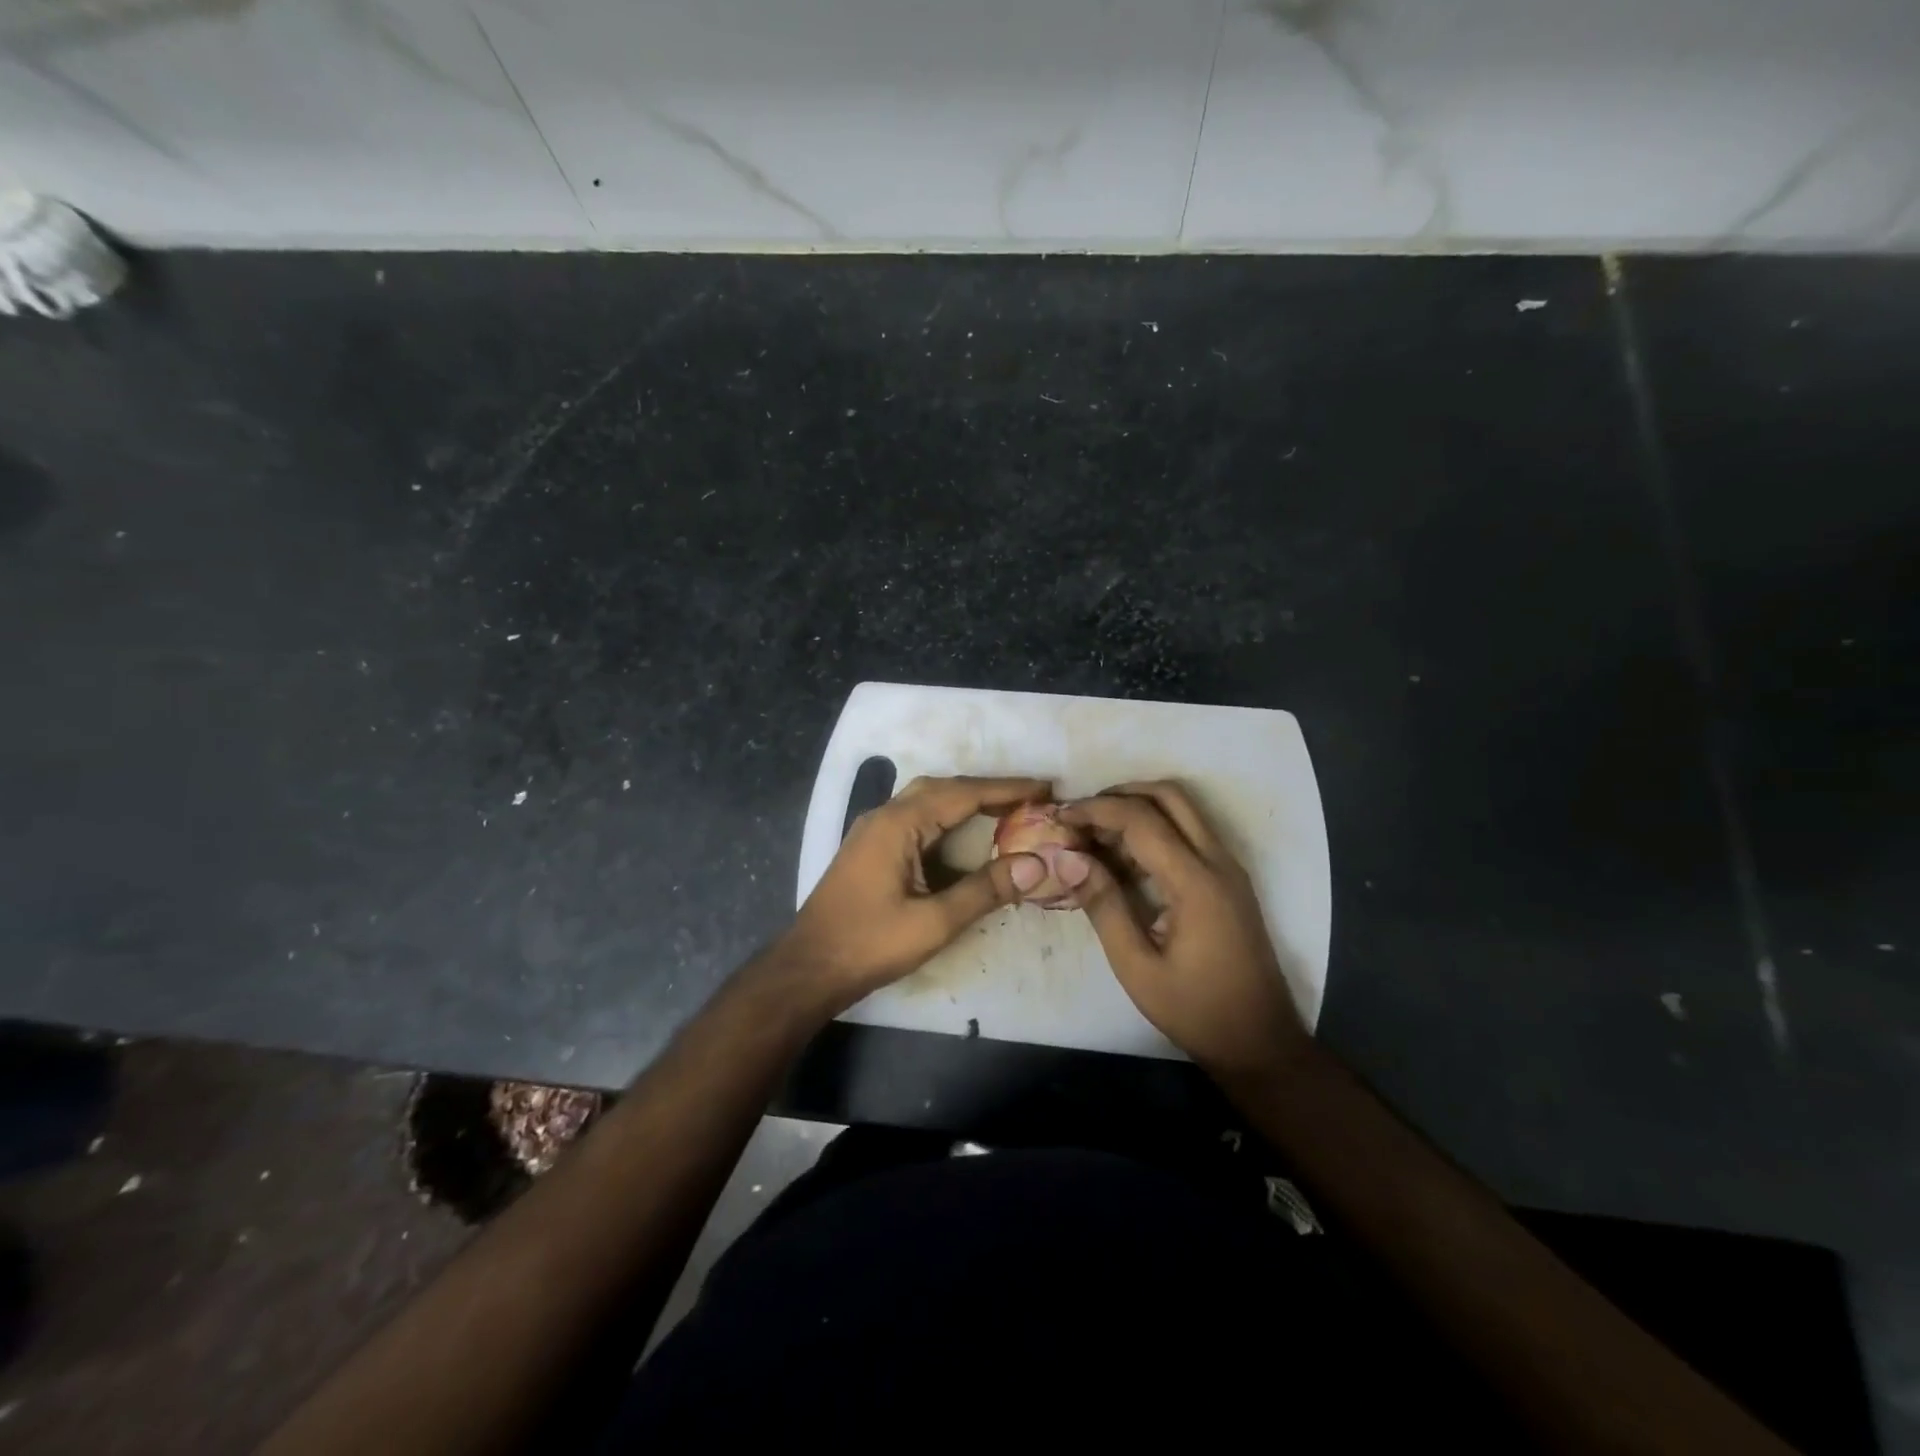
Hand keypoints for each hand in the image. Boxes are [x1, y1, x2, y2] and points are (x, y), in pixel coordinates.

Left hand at [778, 775, 1052, 1013]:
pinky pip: (915, 817)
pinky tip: (964, 833)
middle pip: (944, 788)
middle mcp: (884, 816)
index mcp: (898, 824)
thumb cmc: (870, 944)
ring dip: (966, 800)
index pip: (963, 793)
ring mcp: (873, 830)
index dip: (1007, 790)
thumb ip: (985, 890)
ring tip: (1007, 810)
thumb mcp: (934, 922)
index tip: (1045, 788)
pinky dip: (947, 816)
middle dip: (989, 790)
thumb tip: (1037, 865)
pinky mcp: (870, 847)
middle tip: (1031, 798)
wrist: (809, 968)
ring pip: (927, 800)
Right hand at [1061, 781, 1307, 1081]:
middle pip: (1169, 795)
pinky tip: (1123, 857)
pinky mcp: (1228, 879)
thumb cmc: (1194, 1010)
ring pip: (1182, 809)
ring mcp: (1228, 868)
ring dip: (1138, 808)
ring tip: (1094, 835)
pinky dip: (1155, 828)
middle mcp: (1219, 862)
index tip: (1059, 817)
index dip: (1095, 810)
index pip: (1141, 819)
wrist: (1259, 1042)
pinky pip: (1190, 832)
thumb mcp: (1136, 966)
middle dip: (1120, 794)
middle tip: (1080, 816)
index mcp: (1196, 883)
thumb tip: (1066, 858)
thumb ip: (1103, 905)